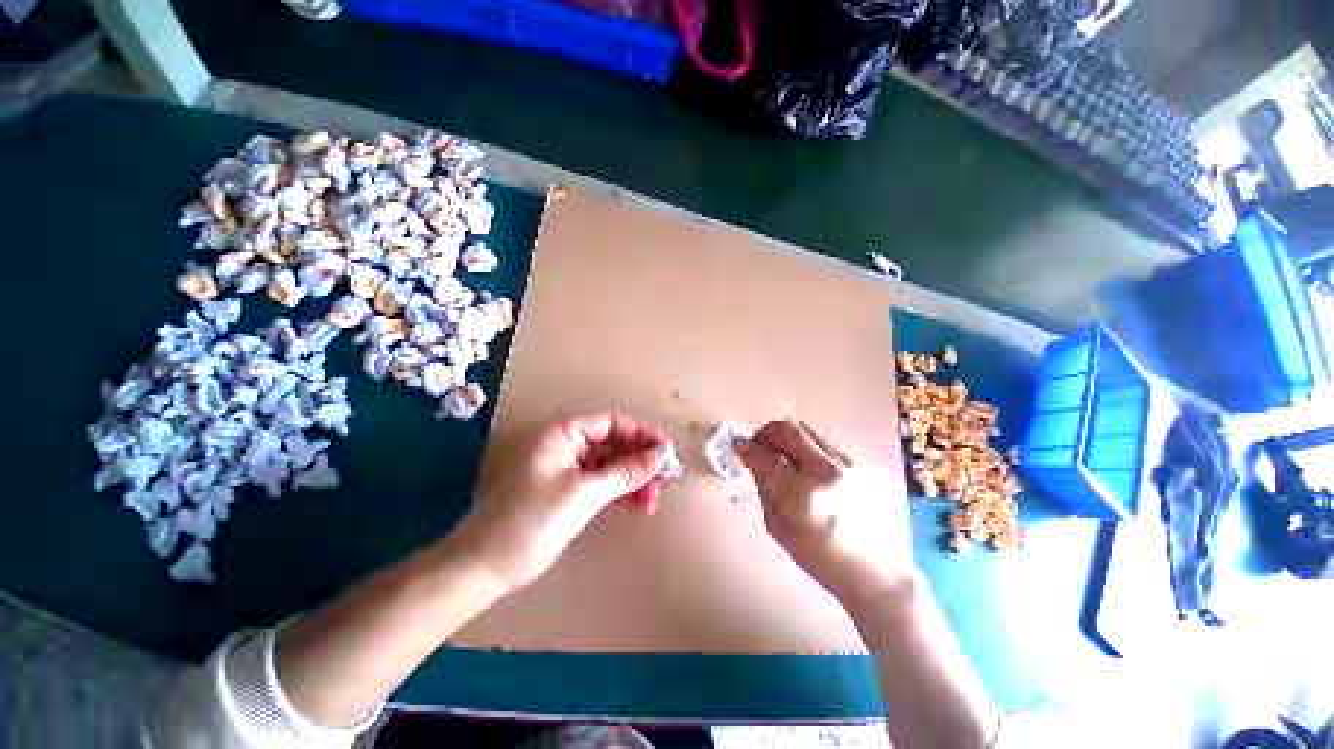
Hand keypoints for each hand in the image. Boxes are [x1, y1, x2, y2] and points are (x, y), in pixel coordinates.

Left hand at [453, 413, 670, 591]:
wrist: (486, 567)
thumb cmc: (532, 520)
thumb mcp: (584, 493)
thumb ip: (626, 472)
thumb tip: (661, 455)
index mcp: (562, 434)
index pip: (611, 423)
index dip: (640, 433)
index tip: (666, 449)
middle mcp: (566, 447)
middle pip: (613, 445)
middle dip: (639, 461)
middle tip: (664, 479)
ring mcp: (567, 471)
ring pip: (610, 467)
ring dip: (633, 480)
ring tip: (653, 500)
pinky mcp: (569, 494)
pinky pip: (602, 485)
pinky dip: (620, 494)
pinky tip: (639, 506)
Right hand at [739, 420, 914, 606]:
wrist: (875, 572)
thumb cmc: (821, 559)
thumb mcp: (779, 529)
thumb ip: (764, 489)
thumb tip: (753, 460)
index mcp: (800, 496)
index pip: (765, 458)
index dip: (746, 447)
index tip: (739, 445)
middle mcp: (825, 472)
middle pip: (788, 430)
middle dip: (767, 432)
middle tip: (760, 444)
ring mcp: (847, 466)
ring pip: (808, 431)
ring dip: (787, 438)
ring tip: (782, 454)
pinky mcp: (860, 466)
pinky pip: (825, 444)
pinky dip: (807, 447)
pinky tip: (807, 467)